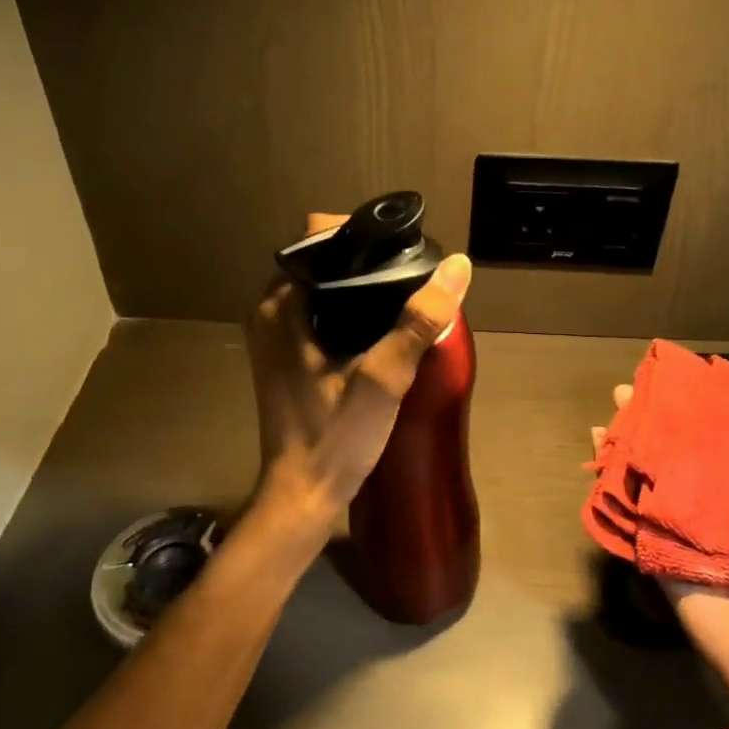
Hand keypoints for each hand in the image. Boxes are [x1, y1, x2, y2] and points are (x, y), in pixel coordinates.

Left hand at [247, 212, 472, 534]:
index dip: (362, 234)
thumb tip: (458, 266)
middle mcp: (270, 312)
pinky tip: (381, 327)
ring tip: (404, 297)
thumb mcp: (383, 377)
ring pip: (322, 288)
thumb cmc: (335, 437)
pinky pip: (318, 314)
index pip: (318, 237)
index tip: (403, 249)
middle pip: (321, 260)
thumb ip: (419, 320)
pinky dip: (348, 311)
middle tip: (411, 276)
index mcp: (281, 305)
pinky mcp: (286, 356)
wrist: (303, 495)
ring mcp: (274, 336)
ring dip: (358, 287)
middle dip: (365, 260)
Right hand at [593, 384, 728, 722]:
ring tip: (613, 406)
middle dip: (659, 421)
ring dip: (630, 443)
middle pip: (683, 457)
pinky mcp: (661, 556)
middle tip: (637, 386)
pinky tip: (598, 453)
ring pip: (652, 479)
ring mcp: (685, 534)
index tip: (692, 381)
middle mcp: (718, 513)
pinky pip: (633, 516)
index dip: (712, 416)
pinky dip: (613, 486)